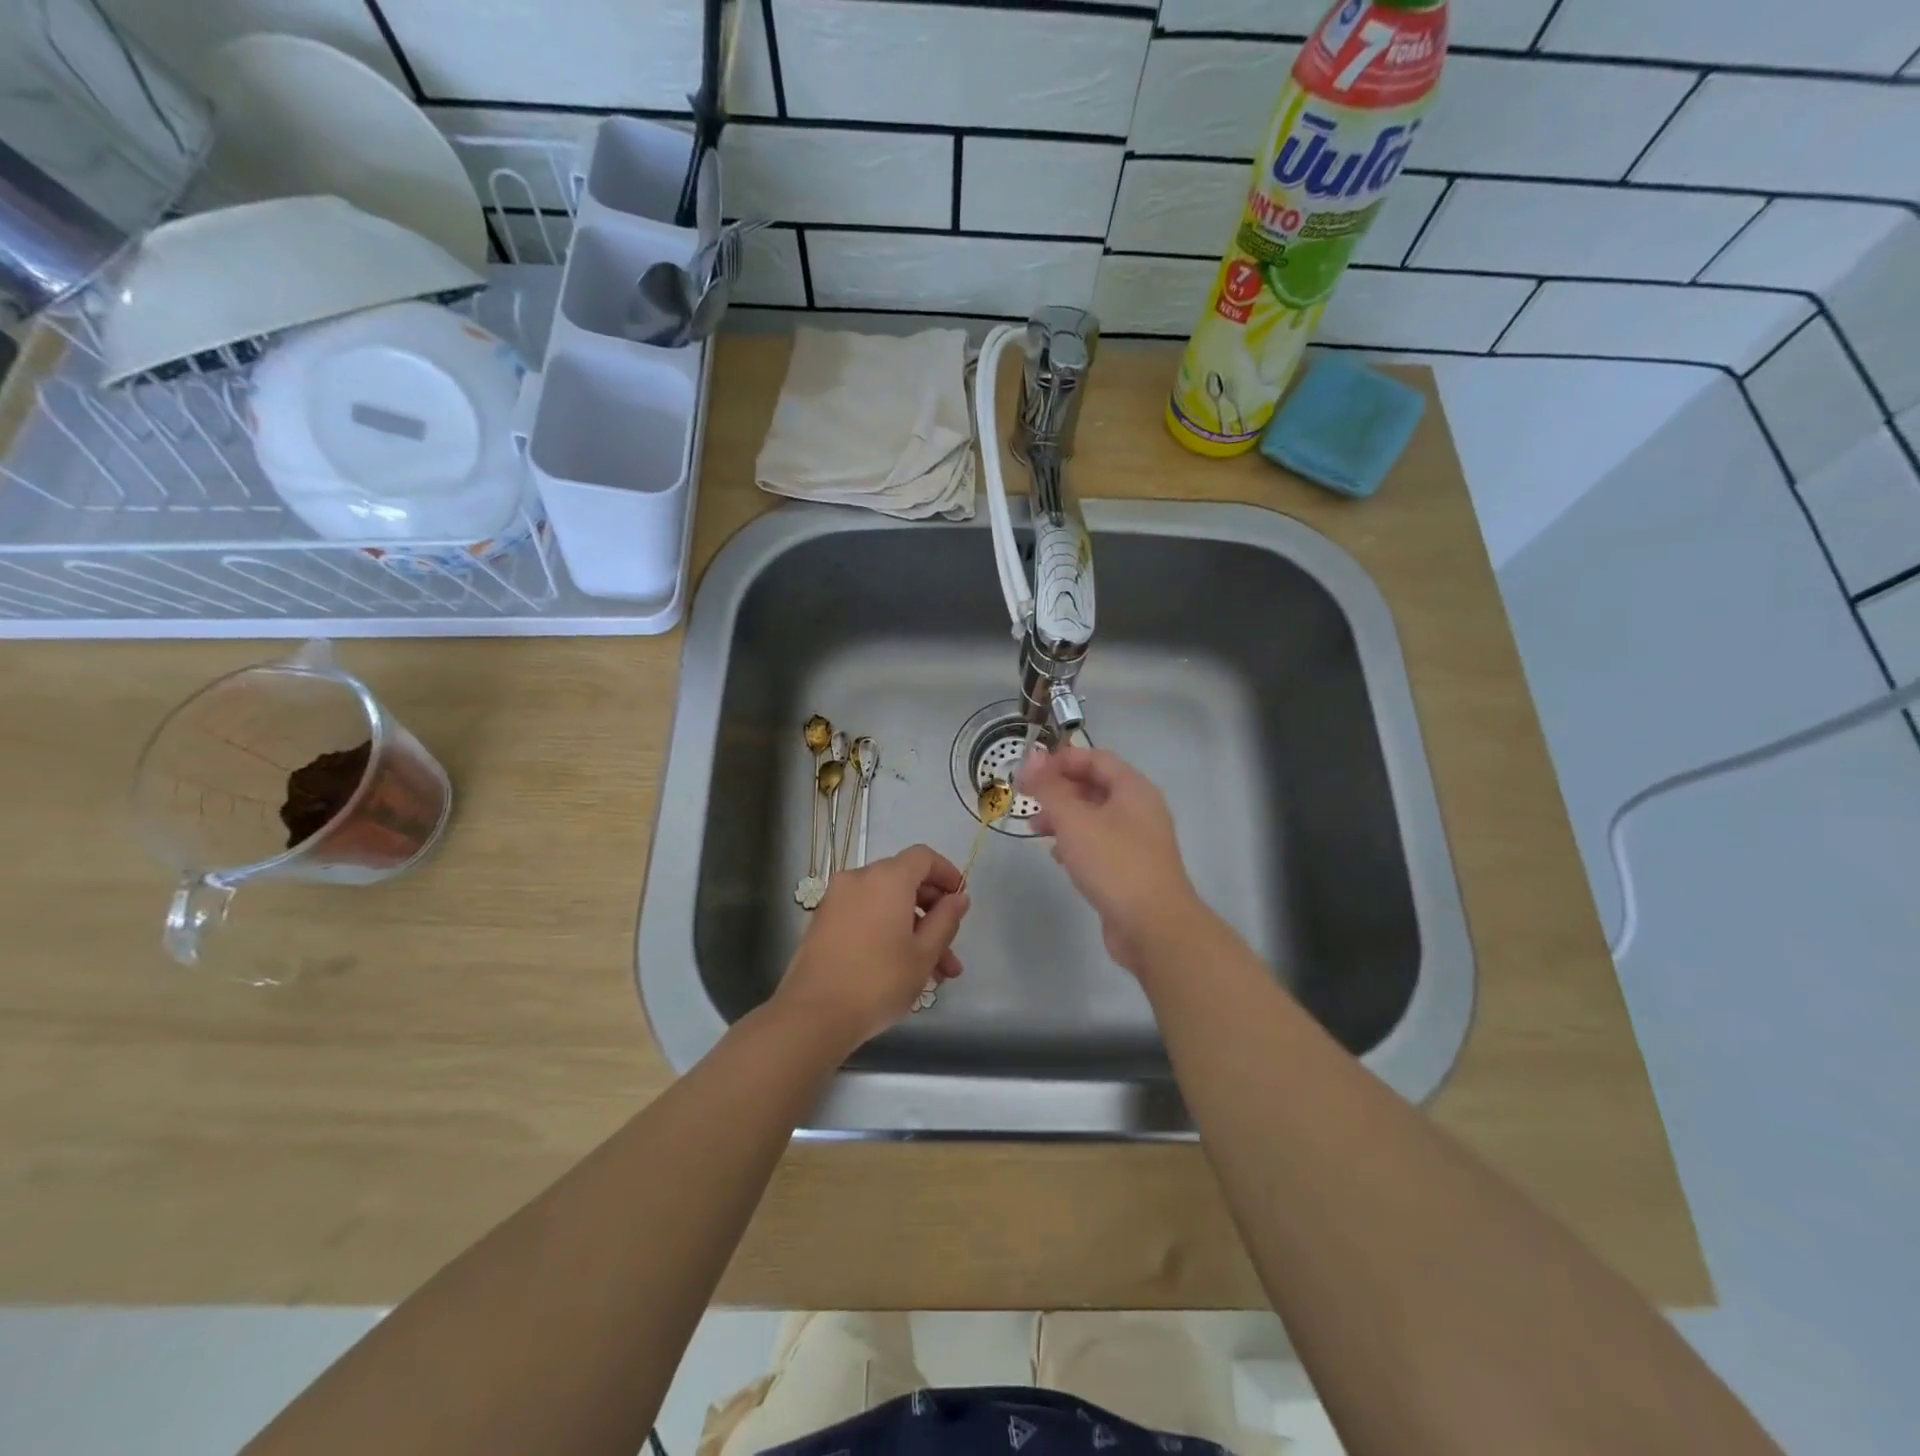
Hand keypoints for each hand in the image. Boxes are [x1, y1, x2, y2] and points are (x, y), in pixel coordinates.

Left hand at [773, 845, 970, 1051]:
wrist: (812, 1015)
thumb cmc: (878, 981)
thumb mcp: (924, 954)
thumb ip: (946, 920)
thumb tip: (958, 898)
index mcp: (887, 878)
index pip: (923, 857)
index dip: (946, 874)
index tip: (960, 900)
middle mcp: (859, 879)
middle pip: (905, 881)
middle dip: (932, 914)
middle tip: (950, 950)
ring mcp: (837, 900)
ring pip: (886, 904)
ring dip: (912, 930)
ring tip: (934, 975)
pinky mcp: (823, 922)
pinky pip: (865, 915)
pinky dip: (886, 931)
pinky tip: (901, 970)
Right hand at [1020, 743, 1206, 974]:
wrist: (1154, 927)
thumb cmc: (1114, 864)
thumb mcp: (1074, 820)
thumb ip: (1050, 787)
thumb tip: (1032, 757)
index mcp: (1133, 789)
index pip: (1095, 758)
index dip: (1061, 760)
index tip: (1029, 772)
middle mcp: (1140, 809)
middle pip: (1095, 786)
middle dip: (1059, 790)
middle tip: (1027, 801)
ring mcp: (1137, 841)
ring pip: (1094, 817)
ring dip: (1063, 818)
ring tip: (1034, 830)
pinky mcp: (1131, 869)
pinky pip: (1099, 844)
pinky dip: (1076, 843)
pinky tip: (1058, 857)